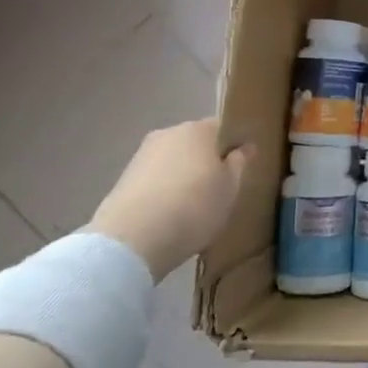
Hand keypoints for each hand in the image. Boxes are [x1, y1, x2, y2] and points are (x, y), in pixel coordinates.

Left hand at [91, 120, 251, 281]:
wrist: (132, 239)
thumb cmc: (194, 207)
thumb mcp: (230, 188)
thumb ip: (239, 164)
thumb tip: (244, 147)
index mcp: (198, 129)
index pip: (222, 128)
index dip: (232, 146)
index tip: (239, 168)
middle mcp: (169, 133)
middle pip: (195, 143)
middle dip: (206, 161)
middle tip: (218, 189)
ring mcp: (142, 155)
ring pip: (173, 161)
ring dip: (183, 176)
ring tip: (192, 206)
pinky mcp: (123, 179)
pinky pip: (154, 179)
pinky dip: (163, 191)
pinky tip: (168, 214)